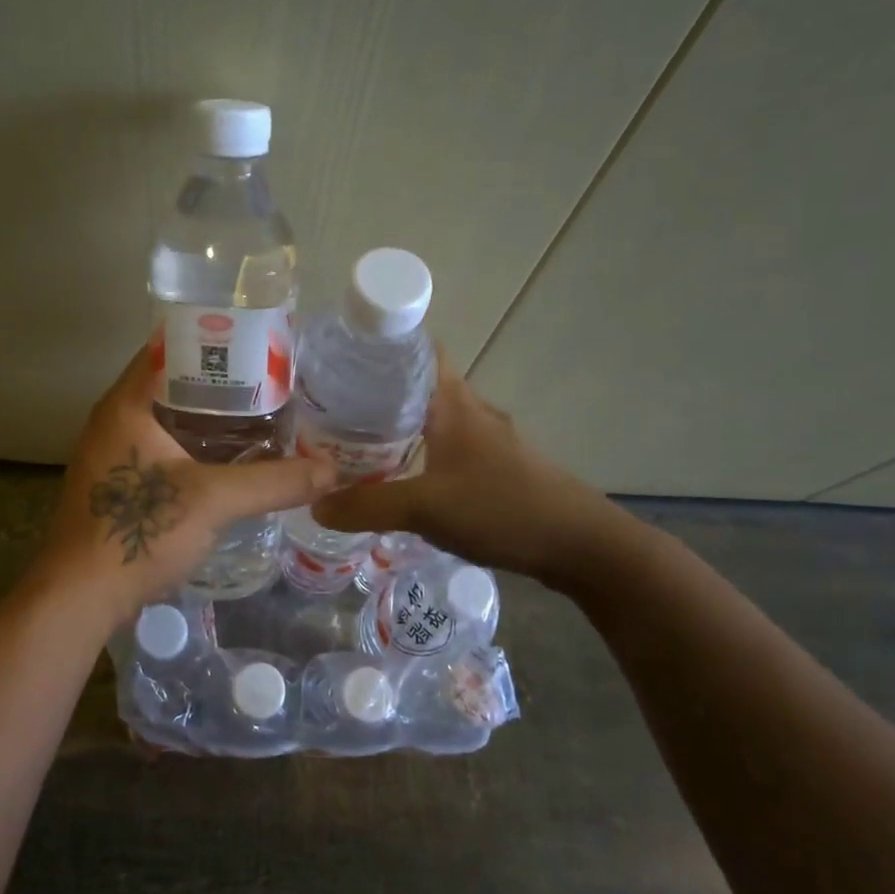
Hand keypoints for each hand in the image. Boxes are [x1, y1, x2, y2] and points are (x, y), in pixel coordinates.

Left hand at [33, 347, 336, 625]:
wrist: (80, 597)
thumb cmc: (138, 531)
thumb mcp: (213, 500)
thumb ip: (274, 481)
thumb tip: (333, 470)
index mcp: (127, 404)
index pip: (170, 348)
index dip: (215, 340)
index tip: (260, 345)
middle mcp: (115, 420)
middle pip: (174, 385)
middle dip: (222, 385)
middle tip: (273, 385)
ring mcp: (114, 455)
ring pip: (170, 421)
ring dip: (211, 420)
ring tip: (262, 419)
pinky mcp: (119, 485)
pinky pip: (164, 451)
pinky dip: (197, 449)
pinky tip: (231, 463)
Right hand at [311, 364, 617, 582]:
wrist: (579, 544)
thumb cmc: (500, 508)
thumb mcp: (424, 508)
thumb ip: (366, 505)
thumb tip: (314, 504)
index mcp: (453, 403)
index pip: (417, 351)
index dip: (381, 349)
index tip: (341, 361)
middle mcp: (473, 412)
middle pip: (421, 387)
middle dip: (380, 394)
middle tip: (335, 412)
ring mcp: (491, 441)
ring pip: (437, 420)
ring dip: (403, 427)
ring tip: (360, 446)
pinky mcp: (501, 468)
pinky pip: (451, 449)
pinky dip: (424, 454)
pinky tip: (406, 481)